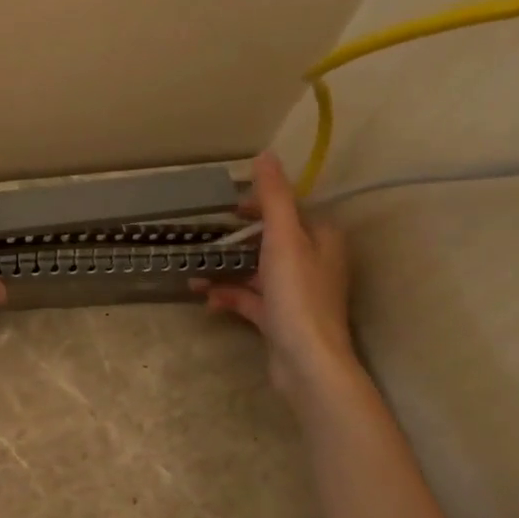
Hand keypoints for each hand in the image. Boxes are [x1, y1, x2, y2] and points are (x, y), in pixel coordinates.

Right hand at [191, 152, 357, 402]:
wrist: (307, 362)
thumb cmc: (297, 295)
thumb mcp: (283, 238)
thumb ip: (273, 197)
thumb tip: (266, 155)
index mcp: (322, 240)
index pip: (290, 211)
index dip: (260, 206)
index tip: (228, 208)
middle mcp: (315, 264)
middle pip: (273, 241)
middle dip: (239, 239)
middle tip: (209, 236)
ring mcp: (298, 295)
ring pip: (258, 272)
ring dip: (228, 269)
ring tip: (196, 270)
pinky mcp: (282, 320)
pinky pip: (251, 300)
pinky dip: (229, 296)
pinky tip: (206, 299)